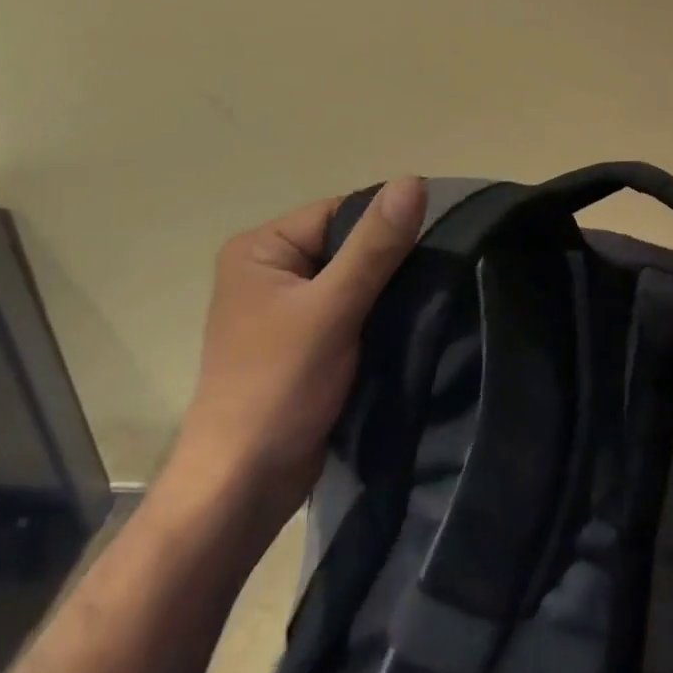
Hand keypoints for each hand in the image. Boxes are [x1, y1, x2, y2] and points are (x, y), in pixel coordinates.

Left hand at [161, 176, 426, 541]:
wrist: (242, 491)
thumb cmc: (277, 389)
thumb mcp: (331, 309)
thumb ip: (374, 245)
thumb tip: (414, 181)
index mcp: (261, 248)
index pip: (341, 212)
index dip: (386, 227)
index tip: (430, 248)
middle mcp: (270, 270)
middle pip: (349, 245)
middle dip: (389, 263)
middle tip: (430, 282)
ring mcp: (285, 309)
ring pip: (355, 279)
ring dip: (386, 293)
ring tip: (423, 304)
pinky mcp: (304, 342)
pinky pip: (351, 310)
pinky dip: (377, 317)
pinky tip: (405, 327)